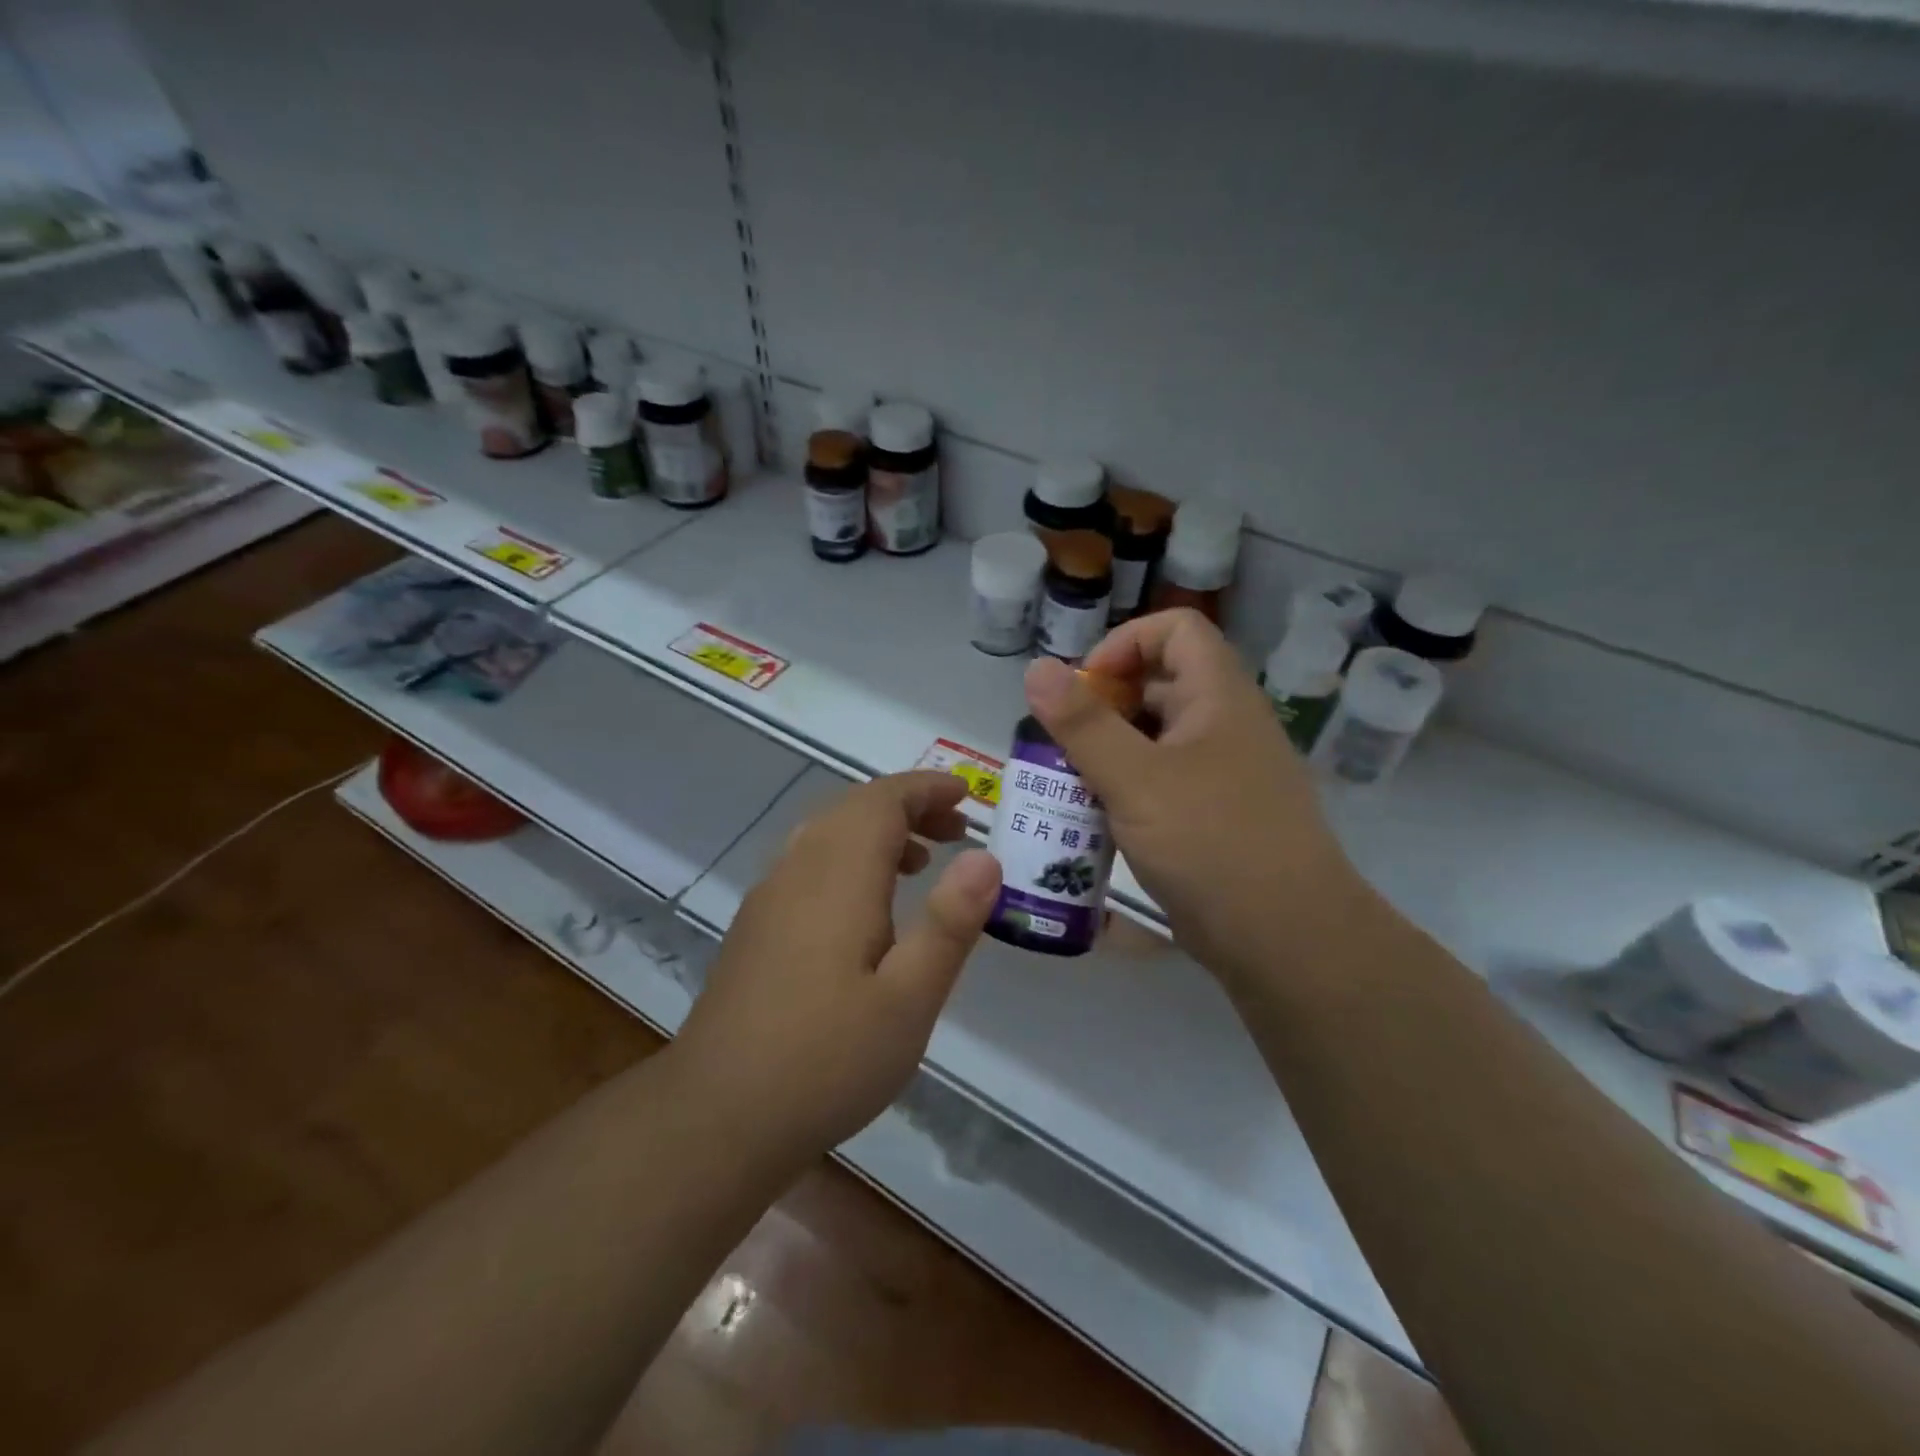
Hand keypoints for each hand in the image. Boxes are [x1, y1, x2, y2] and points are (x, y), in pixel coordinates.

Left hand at [675, 772, 1001, 1157]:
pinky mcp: (756, 927)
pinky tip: (867, 909)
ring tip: (921, 864)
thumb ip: (949, 923)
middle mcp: (798, 870)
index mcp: (838, 876)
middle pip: (854, 808)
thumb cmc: (827, 1059)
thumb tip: (985, 856)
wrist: (716, 1116)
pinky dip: (849, 858)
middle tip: (956, 832)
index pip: (883, 800)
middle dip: (909, 807)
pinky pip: (809, 864)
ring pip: (828, 834)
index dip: (927, 788)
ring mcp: (769, 898)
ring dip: (878, 832)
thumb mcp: (910, 999)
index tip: (968, 796)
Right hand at [1024, 609, 1366, 988]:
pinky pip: (1161, 780)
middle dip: (1103, 704)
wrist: (1285, 939)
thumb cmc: (1212, 843)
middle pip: (1159, 682)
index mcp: (1218, 696)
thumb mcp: (1135, 779)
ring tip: (1068, 782)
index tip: (1084, 689)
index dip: (1124, 644)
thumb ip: (1083, 723)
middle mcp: (1224, 724)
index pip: (1174, 629)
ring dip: (1108, 750)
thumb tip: (1037, 668)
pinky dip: (1125, 786)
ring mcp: (1221, 772)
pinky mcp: (1212, 814)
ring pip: (1155, 737)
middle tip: (1061, 743)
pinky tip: (1096, 818)